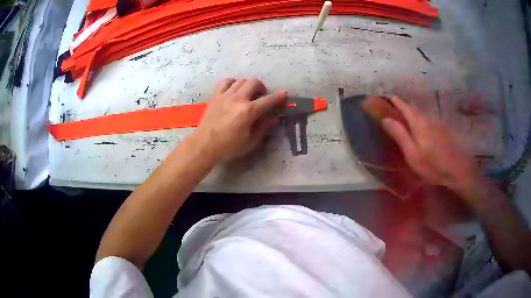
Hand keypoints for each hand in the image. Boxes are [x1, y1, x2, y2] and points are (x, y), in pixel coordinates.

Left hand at [194, 78, 286, 161]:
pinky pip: (225, 81)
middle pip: (254, 82)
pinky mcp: (215, 96)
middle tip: (261, 96)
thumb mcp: (251, 141)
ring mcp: (225, 95)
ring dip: (248, 85)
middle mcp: (238, 99)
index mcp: (248, 111)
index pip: (268, 100)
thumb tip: (275, 118)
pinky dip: (232, 83)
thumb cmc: (229, 147)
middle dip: (262, 87)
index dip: (279, 97)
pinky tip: (233, 90)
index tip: (284, 94)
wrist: (205, 145)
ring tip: (247, 93)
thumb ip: (264, 127)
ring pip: (240, 80)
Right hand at [381, 96, 479, 191]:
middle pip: (413, 107)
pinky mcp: (442, 129)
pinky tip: (420, 123)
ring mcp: (436, 122)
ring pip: (421, 111)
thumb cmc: (432, 164)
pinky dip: (420, 116)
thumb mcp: (412, 154)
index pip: (404, 106)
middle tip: (394, 105)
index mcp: (418, 122)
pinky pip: (427, 117)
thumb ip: (400, 135)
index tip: (386, 96)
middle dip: (403, 104)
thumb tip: (385, 119)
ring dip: (412, 109)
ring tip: (405, 113)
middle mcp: (427, 118)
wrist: (457, 169)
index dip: (395, 100)